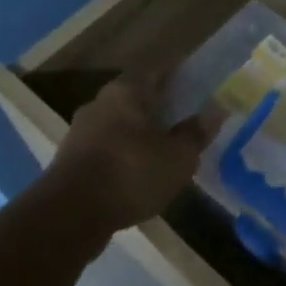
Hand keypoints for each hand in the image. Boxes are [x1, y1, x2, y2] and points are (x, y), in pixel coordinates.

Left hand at [45, 71, 214, 233]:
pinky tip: (140, 172)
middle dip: (160, 107)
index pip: (158, 71)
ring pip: (120, 124)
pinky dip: (126, 154)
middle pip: (137, 97)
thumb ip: (196, 133)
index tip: (198, 86)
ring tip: (166, 149)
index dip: (179, 77)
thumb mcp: (178, 157)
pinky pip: (108, 148)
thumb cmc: (131, 173)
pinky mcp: (71, 159)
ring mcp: (81, 131)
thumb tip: (215, 111)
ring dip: (141, 133)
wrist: (70, 214)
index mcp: (126, 91)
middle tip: (186, 119)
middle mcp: (100, 102)